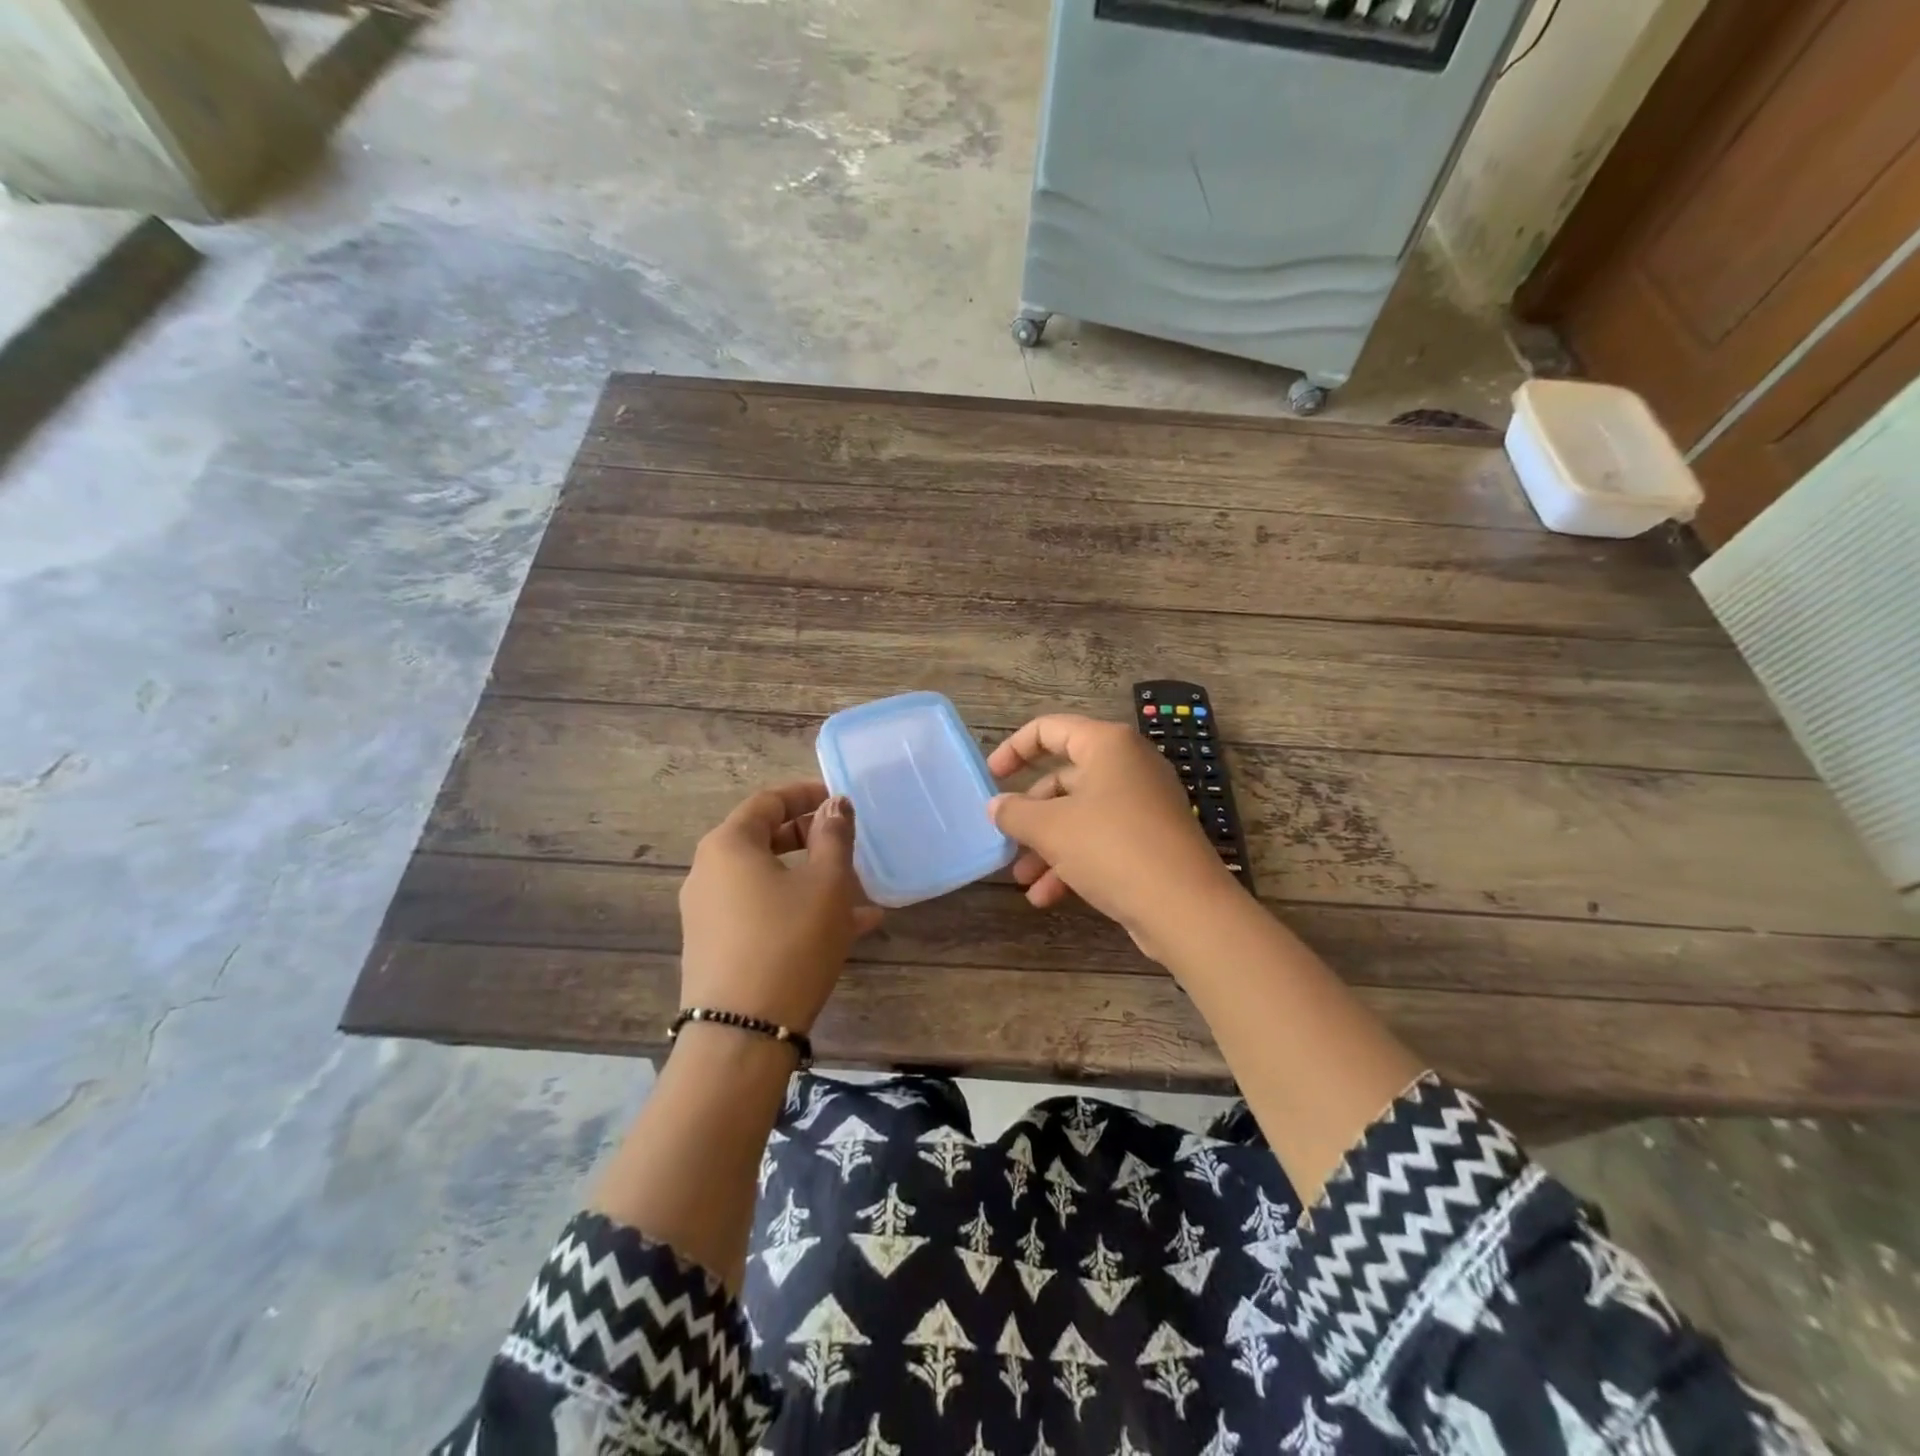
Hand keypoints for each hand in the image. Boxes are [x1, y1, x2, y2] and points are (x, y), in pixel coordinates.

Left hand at [679, 781, 882, 1032]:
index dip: (806, 794)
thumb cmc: (790, 941)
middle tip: (848, 843)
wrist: (741, 1034)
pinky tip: (846, 929)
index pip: (768, 801)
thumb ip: (834, 836)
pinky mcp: (716, 947)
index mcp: (728, 845)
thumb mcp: (826, 883)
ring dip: (812, 878)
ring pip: (769, 880)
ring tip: (859, 892)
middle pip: (764, 839)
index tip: (839, 800)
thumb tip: (835, 804)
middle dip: (811, 838)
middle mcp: (709, 872)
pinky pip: (762, 912)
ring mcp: (708, 913)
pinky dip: (797, 909)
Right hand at [987, 715, 1240, 958]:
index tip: (991, 777)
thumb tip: (996, 806)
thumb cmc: (1112, 848)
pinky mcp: (1151, 840)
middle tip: (1006, 837)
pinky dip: (1073, 862)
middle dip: (1030, 812)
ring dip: (1047, 845)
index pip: (1050, 729)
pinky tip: (1047, 897)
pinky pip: (1102, 840)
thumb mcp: (1051, 829)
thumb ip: (1015, 812)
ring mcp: (1144, 804)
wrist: (1185, 907)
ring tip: (1023, 879)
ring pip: (1081, 815)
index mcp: (1108, 745)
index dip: (1014, 749)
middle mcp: (1129, 766)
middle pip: (1064, 777)